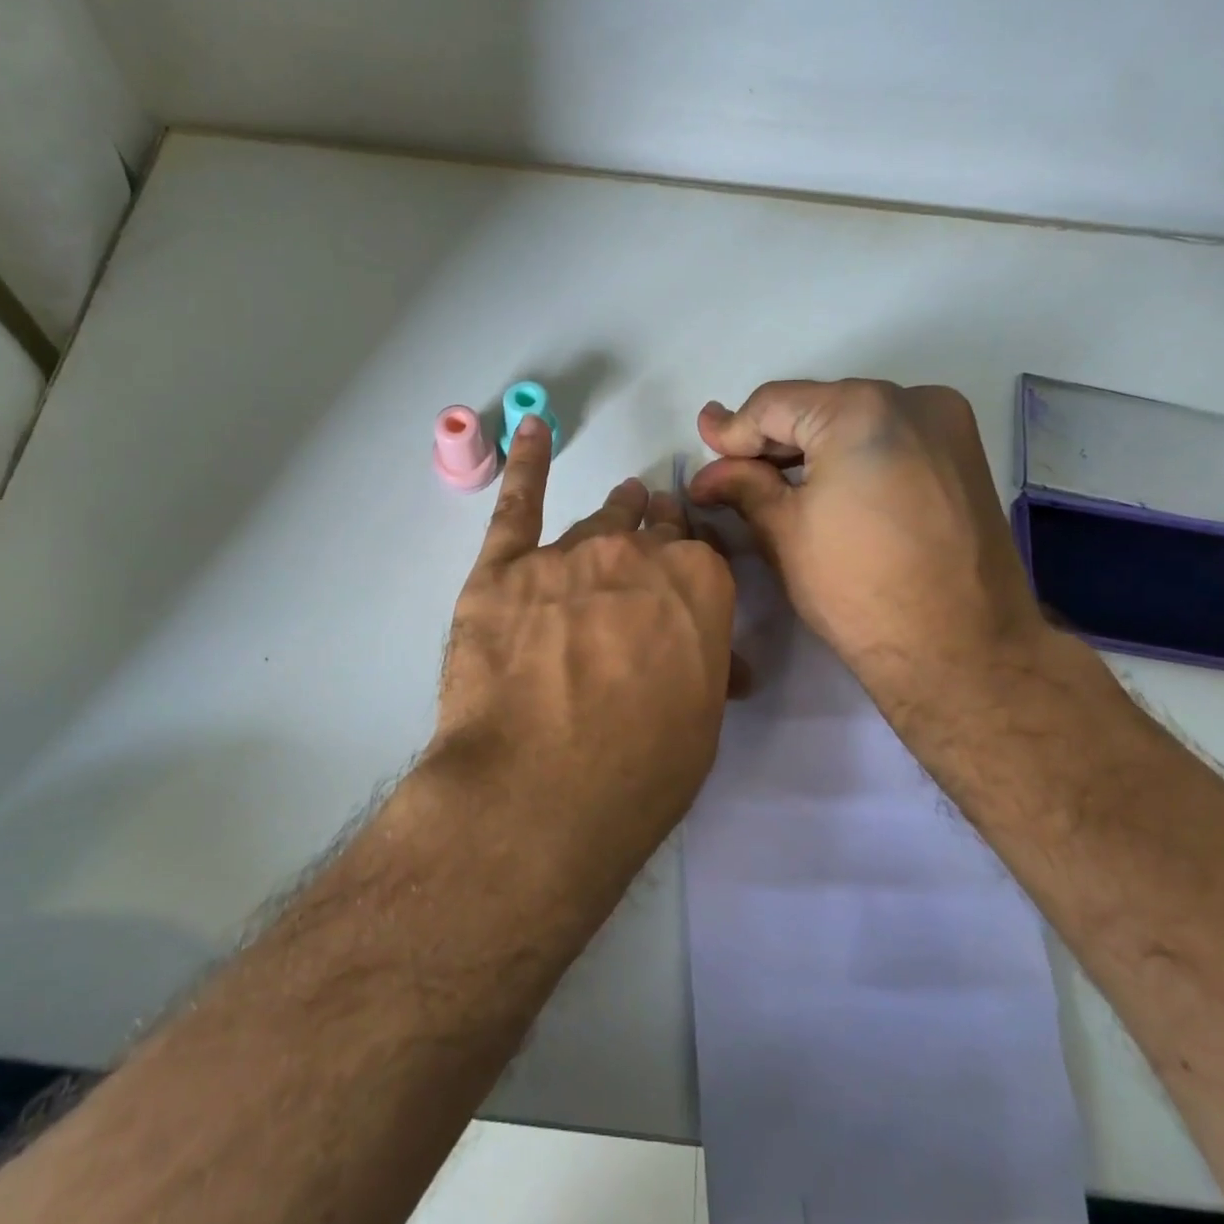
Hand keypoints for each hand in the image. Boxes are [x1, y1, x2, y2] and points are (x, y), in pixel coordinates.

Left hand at [433, 418, 737, 858]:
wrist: (539, 793)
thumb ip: (707, 666)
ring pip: (596, 522)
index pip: (702, 553)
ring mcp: (565, 556)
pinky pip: (518, 503)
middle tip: (654, 537)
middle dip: (658, 532)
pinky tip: (532, 430)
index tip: (688, 569)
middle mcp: (636, 554)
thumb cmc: (638, 771)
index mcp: (699, 584)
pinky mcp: (502, 571)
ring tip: (622, 502)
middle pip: (652, 529)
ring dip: (614, 515)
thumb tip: (721, 657)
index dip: (694, 562)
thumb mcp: (700, 723)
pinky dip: (528, 463)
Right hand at [687, 379, 1054, 738]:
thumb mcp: (784, 532)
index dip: (732, 429)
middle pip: (817, 406)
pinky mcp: (964, 455)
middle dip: (771, 440)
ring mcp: (947, 425)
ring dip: (811, 447)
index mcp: (860, 410)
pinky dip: (852, 455)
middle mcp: (912, 399)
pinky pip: (890, 438)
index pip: (774, 404)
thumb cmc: (858, 589)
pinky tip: (827, 487)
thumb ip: (742, 486)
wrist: (962, 649)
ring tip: (772, 481)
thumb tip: (706, 473)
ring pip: (855, 420)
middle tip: (730, 468)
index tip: (702, 444)